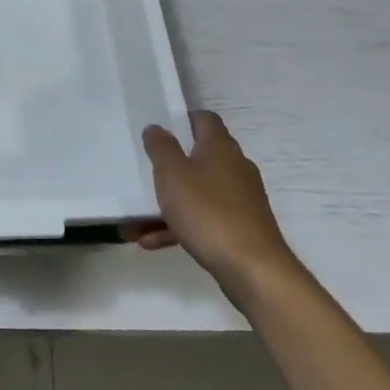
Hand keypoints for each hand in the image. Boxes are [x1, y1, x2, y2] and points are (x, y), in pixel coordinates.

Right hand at [129, 110, 299, 291]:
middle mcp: (234, 168)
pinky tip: (153, 242)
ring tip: (136, 222)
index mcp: (220, 147)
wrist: (254, 270)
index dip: (181, 120)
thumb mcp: (173, 175)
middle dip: (168, 168)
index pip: (203, 119)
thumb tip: (157, 128)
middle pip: (199, 157)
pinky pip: (204, 220)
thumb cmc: (208, 212)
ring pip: (197, 193)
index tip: (158, 131)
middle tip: (144, 174)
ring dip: (168, 204)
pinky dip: (180, 227)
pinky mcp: (241, 229)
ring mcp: (240, 200)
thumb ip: (161, 148)